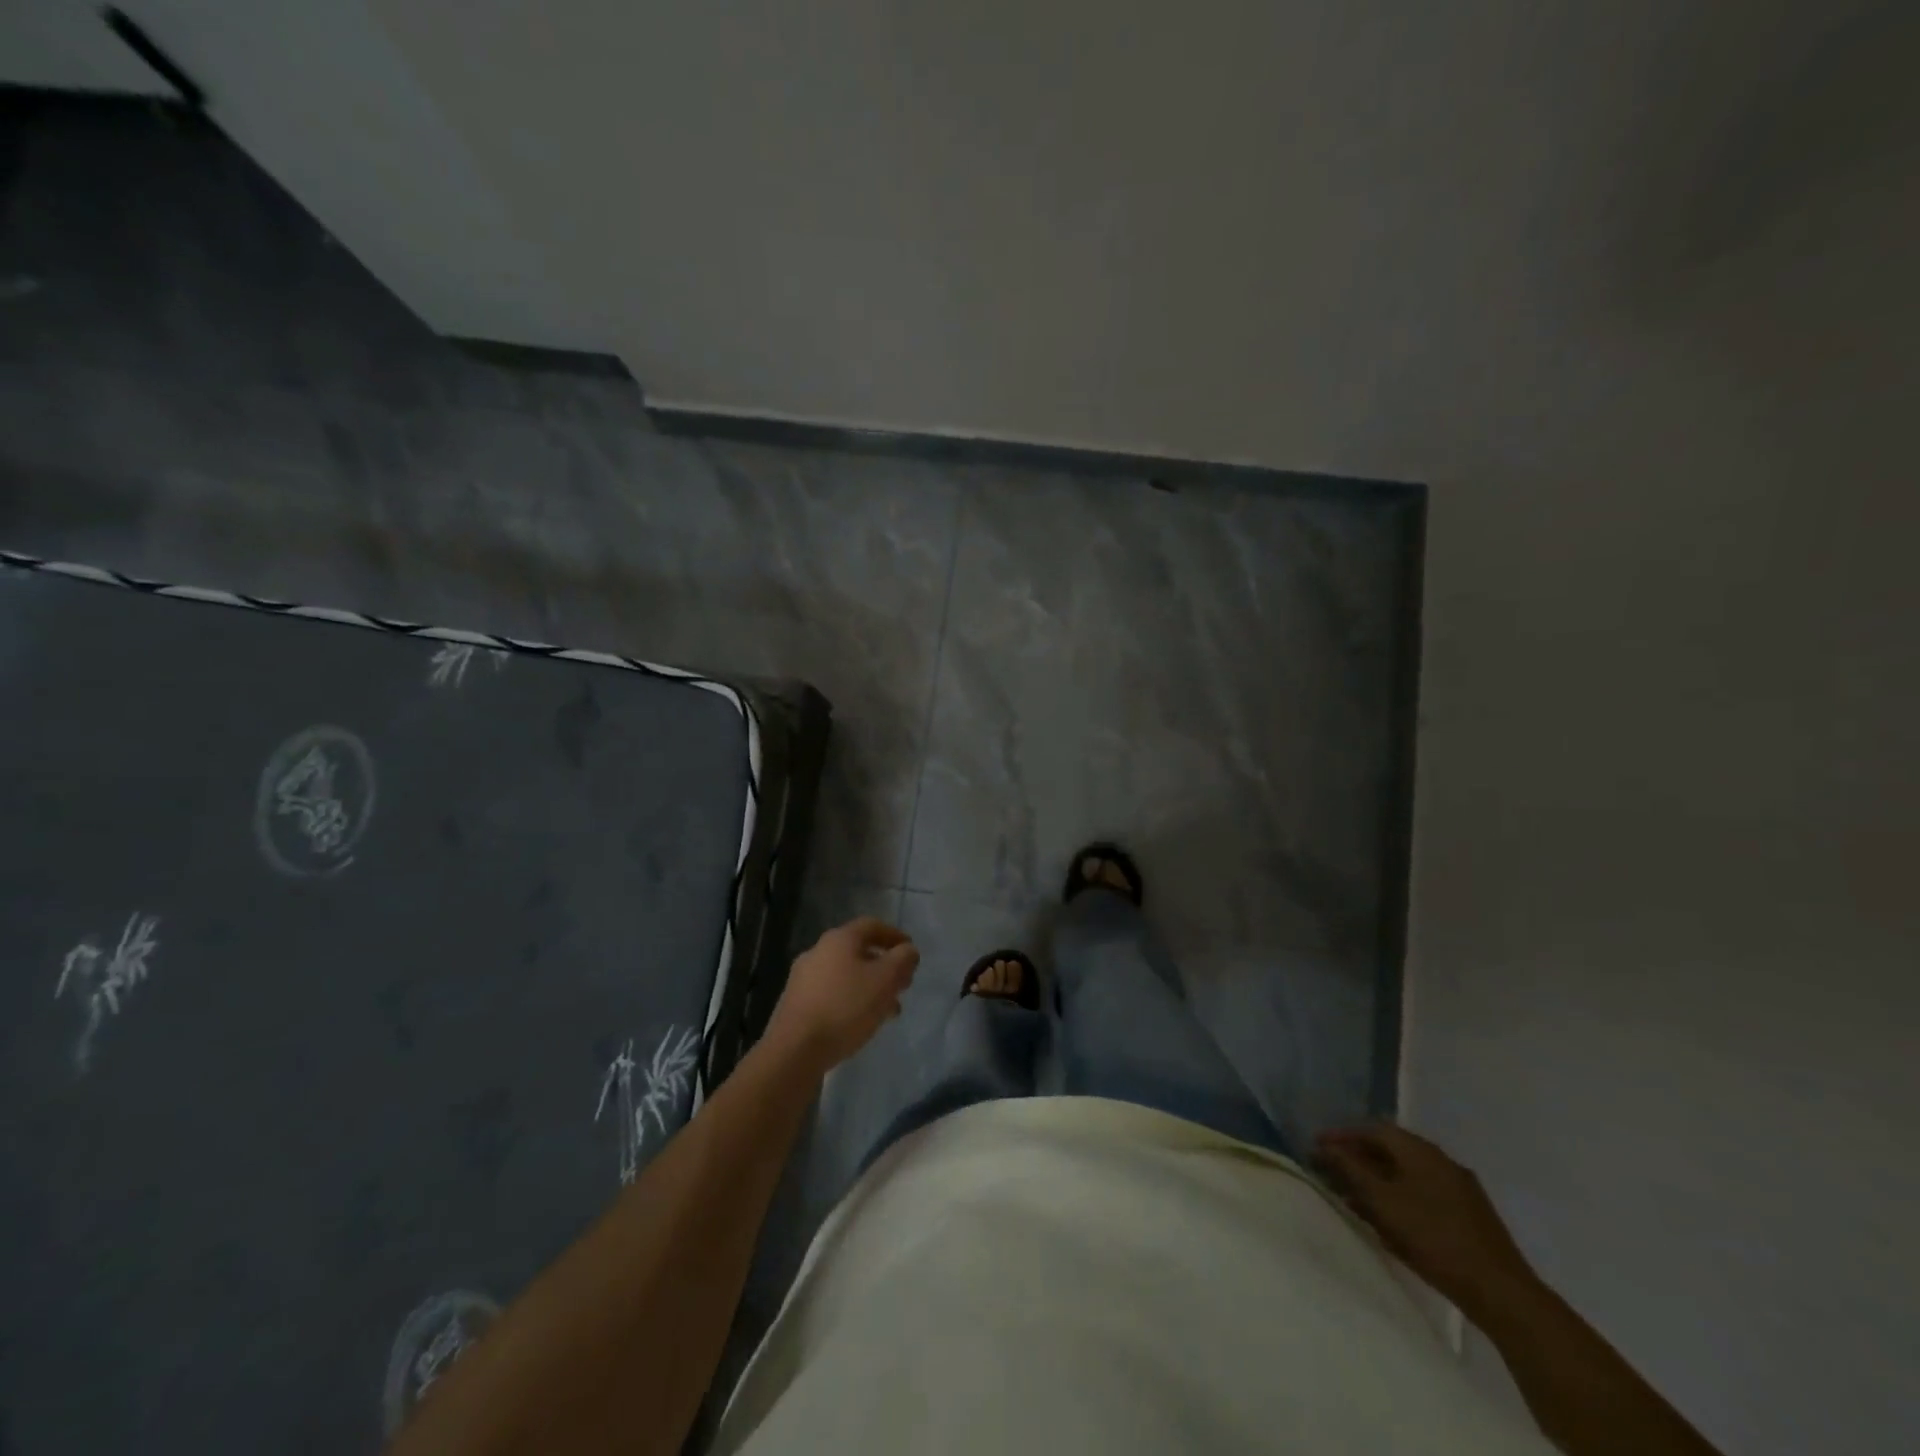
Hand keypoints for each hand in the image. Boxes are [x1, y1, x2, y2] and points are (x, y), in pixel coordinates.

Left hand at [763, 917, 918, 1073]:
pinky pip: (832, 993)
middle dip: (884, 966)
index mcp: (839, 939)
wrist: (794, 1050)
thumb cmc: (845, 1008)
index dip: (895, 936)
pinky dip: (851, 1000)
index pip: (872, 925)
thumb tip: (908, 950)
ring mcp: (803, 978)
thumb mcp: (885, 980)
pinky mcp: (796, 1003)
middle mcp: (818, 951)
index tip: (911, 952)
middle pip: (858, 951)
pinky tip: (862, 1022)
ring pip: (846, 975)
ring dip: (870, 987)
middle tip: (902, 985)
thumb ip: (902, 960)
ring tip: (888, 1011)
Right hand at [1313, 1122, 1536, 1317]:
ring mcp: (1459, 1188)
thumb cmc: (1434, 1238)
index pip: (1373, 1129)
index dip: (1342, 1136)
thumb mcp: (1383, 1202)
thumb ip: (1350, 1170)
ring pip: (1406, 1174)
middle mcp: (1441, 1160)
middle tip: (1331, 1172)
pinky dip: (1398, 1198)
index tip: (1317, 1146)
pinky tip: (1387, 1220)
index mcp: (1421, 1150)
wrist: (1502, 1293)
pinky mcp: (1469, 1215)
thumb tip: (1324, 1148)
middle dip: (1358, 1159)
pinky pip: (1422, 1193)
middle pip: (1390, 1150)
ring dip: (1377, 1181)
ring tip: (1352, 1198)